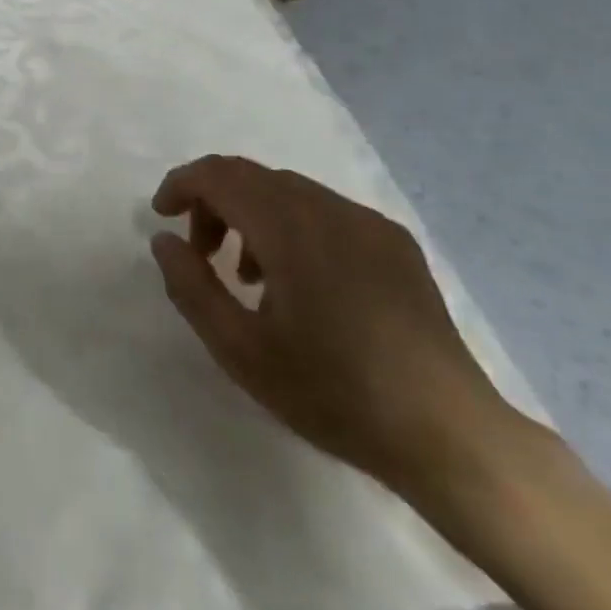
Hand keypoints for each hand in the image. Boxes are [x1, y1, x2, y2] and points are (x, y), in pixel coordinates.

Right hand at [150, 156, 510, 498]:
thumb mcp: (240, 350)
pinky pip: (325, 212)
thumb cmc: (334, 393)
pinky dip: (291, 227)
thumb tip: (165, 240)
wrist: (449, 435)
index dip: (181, 184)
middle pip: (252, 176)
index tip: (161, 216)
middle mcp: (330, 208)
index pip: (220, 175)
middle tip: (201, 255)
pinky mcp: (394, 243)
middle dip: (214, 203)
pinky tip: (300, 284)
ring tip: (247, 277)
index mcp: (290, 227)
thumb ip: (190, 286)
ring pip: (288, 192)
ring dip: (252, 216)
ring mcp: (368, 222)